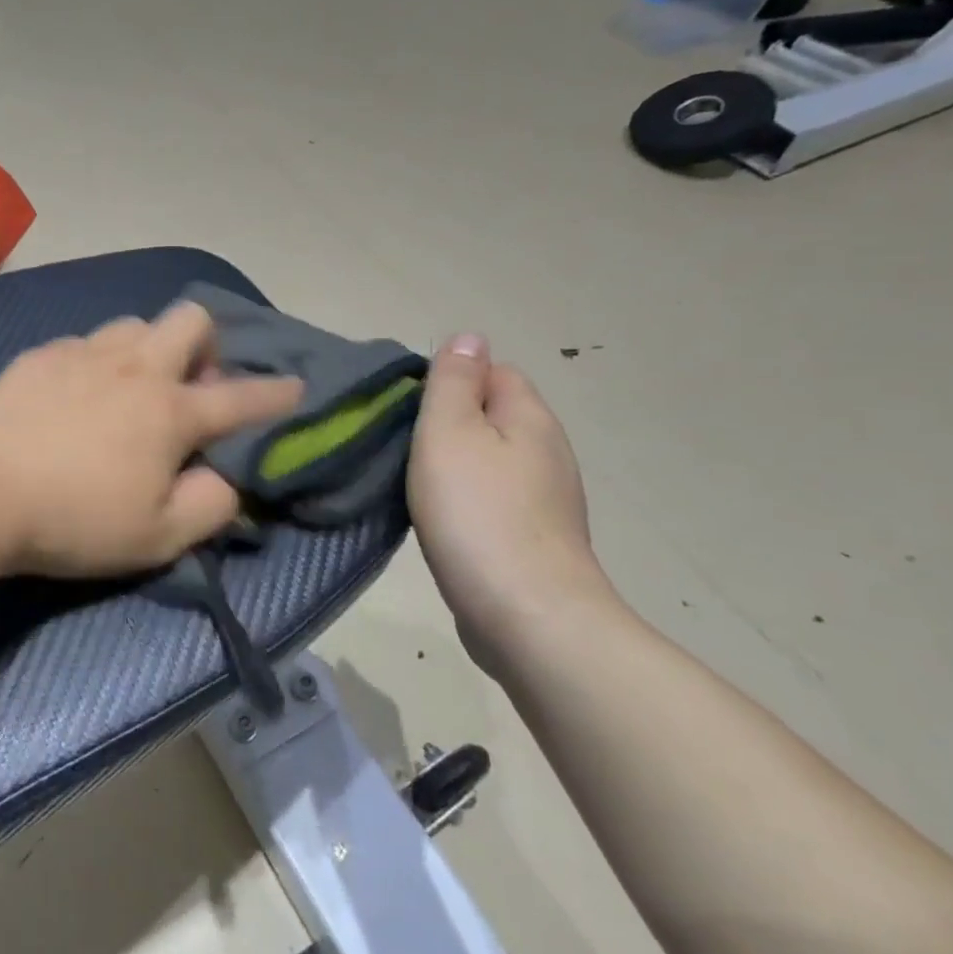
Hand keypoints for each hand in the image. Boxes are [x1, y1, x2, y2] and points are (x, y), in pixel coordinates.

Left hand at [0, 303, 303, 577]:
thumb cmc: (75, 519)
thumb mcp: (157, 537)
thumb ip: (208, 507)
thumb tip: (224, 479)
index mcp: (171, 411)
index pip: (241, 397)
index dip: (276, 394)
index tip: (296, 385)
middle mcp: (136, 368)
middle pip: (191, 320)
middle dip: (207, 345)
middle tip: (191, 387)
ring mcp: (85, 353)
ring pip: (135, 324)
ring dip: (149, 349)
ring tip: (131, 388)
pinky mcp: (42, 355)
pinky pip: (84, 342)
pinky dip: (96, 362)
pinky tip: (75, 396)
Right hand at [409, 334, 616, 672]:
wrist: (528, 617)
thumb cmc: (477, 512)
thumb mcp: (450, 431)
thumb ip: (454, 381)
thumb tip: (469, 336)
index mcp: (529, 417)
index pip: (493, 371)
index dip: (450, 381)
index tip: (409, 410)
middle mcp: (548, 451)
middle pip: (492, 416)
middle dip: (449, 424)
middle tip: (404, 446)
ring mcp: (547, 499)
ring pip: (492, 460)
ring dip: (456, 465)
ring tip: (415, 484)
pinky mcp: (536, 540)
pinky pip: (495, 500)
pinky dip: (468, 502)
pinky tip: (443, 521)